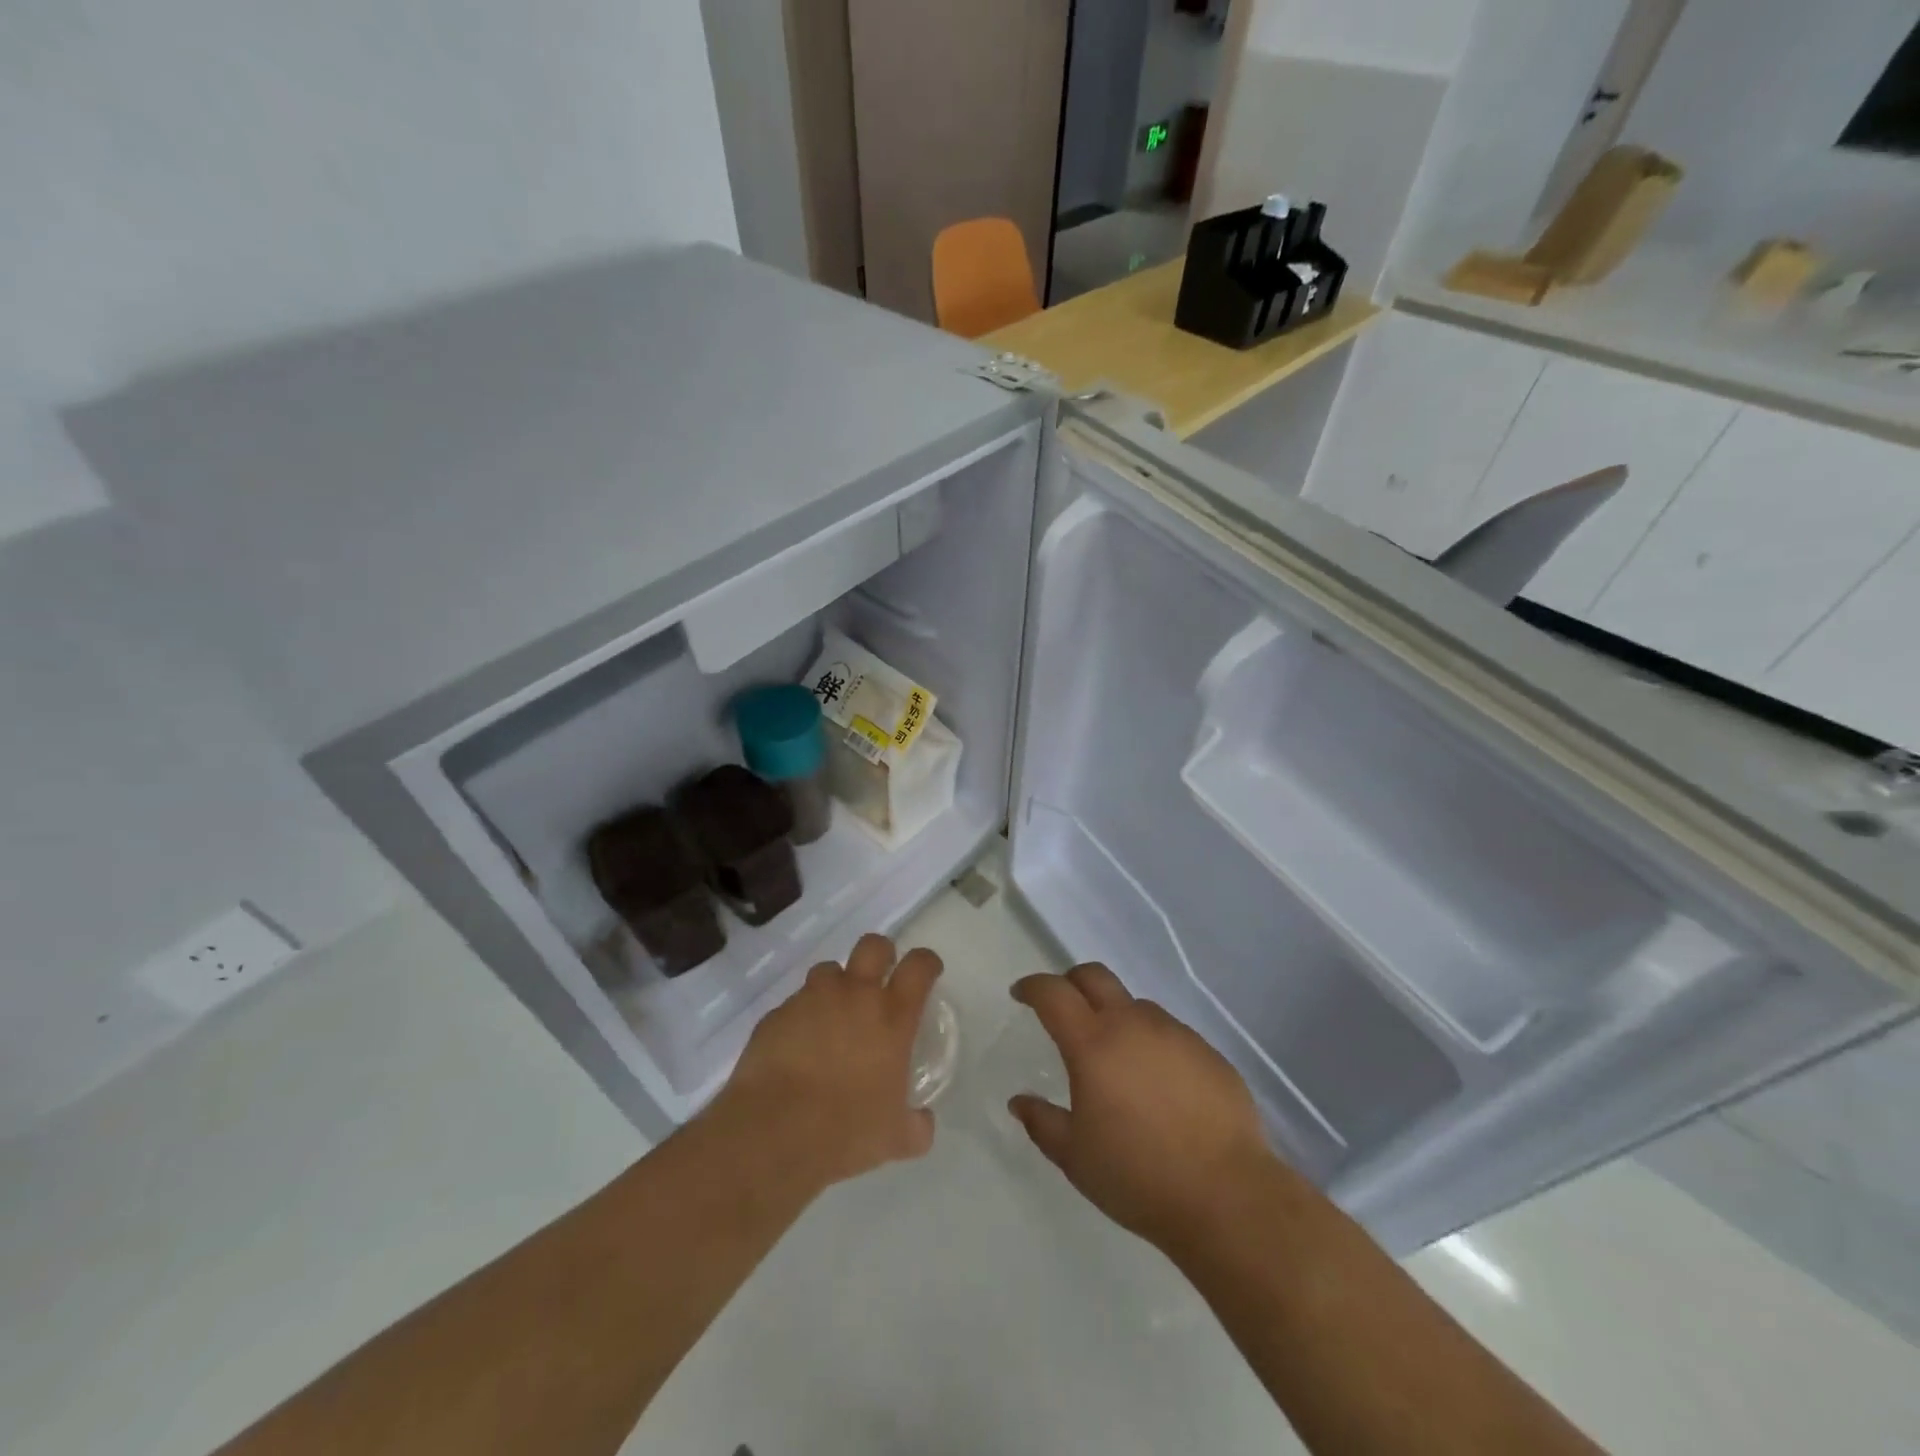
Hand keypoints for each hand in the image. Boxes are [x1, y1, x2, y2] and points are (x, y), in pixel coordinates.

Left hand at [712, 933, 942, 1191]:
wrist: (775, 1131)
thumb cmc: (847, 1130)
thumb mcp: (895, 1137)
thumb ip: (916, 1125)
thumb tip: (923, 1124)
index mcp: (892, 1016)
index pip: (918, 967)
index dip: (926, 962)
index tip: (928, 971)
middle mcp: (854, 995)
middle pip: (873, 946)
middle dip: (880, 954)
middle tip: (879, 977)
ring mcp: (812, 999)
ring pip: (829, 969)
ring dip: (836, 985)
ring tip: (832, 1014)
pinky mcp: (778, 1013)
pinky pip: (795, 1003)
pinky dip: (802, 1016)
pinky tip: (798, 1045)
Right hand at [1009, 965, 1273, 1250]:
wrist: (1228, 1196)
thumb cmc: (1138, 1177)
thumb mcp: (1076, 1158)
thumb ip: (1042, 1123)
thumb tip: (1019, 1102)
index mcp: (1093, 1044)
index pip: (1053, 993)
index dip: (1032, 987)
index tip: (1021, 994)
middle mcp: (1132, 1024)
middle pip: (1095, 976)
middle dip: (1071, 981)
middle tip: (1062, 1006)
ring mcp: (1175, 1034)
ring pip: (1135, 1005)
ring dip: (1115, 1016)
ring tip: (1116, 1058)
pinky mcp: (1208, 1051)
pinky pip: (1169, 1033)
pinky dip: (1152, 1043)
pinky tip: (1158, 1084)